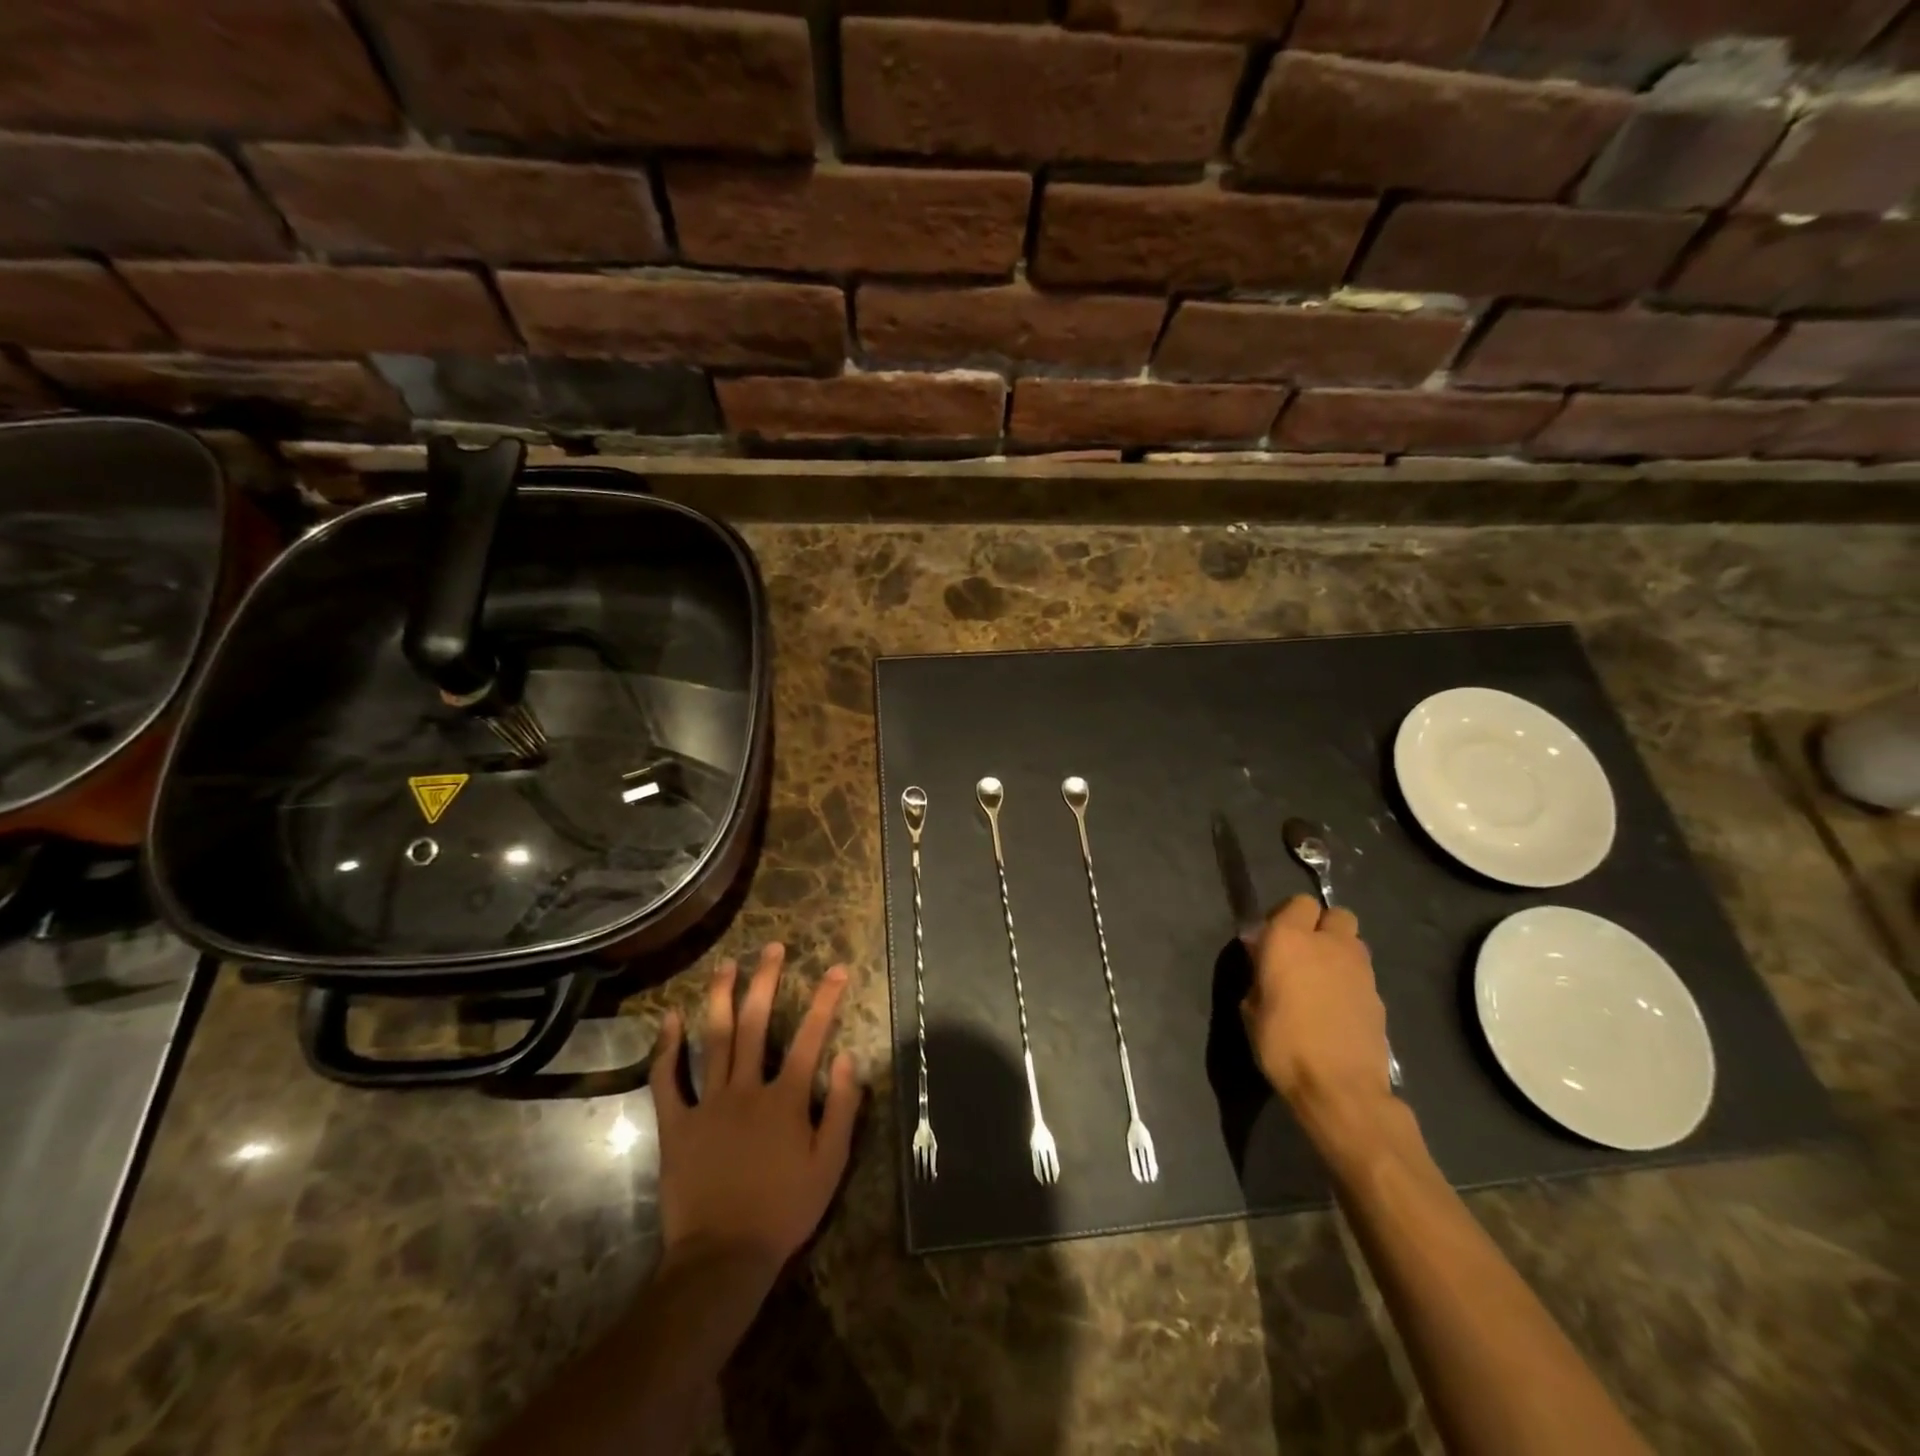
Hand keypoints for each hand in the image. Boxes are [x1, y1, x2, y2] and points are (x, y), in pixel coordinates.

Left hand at [649, 943, 861, 1271]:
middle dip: (765, 981)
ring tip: (726, 965)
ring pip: (714, 1039)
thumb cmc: (783, 1211)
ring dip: (720, 998)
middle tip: (771, 948)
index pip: (811, 1037)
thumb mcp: (829, 1165)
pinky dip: (667, 1048)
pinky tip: (669, 1018)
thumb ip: (843, 1109)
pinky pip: (668, 1080)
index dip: (826, 1000)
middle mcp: (746, 1089)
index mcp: (785, 1099)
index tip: (837, 969)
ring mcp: (708, 1104)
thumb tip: (850, 1057)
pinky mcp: (676, 1124)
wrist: (722, 1257)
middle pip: (755, 1024)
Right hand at [1241, 895, 1393, 1120]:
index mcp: (1290, 939)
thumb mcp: (1250, 1007)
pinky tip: (1337, 1007)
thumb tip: (1263, 957)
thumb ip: (1259, 973)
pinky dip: (1350, 981)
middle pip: (1335, 914)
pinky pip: (1362, 974)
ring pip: (1353, 942)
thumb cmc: (1282, 1044)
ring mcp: (1360, 969)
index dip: (1285, 917)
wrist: (1340, 1089)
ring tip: (1321, 979)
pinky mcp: (1379, 996)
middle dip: (1321, 926)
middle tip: (1302, 953)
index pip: (1297, 903)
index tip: (1271, 940)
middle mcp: (1329, 944)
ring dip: (1338, 951)